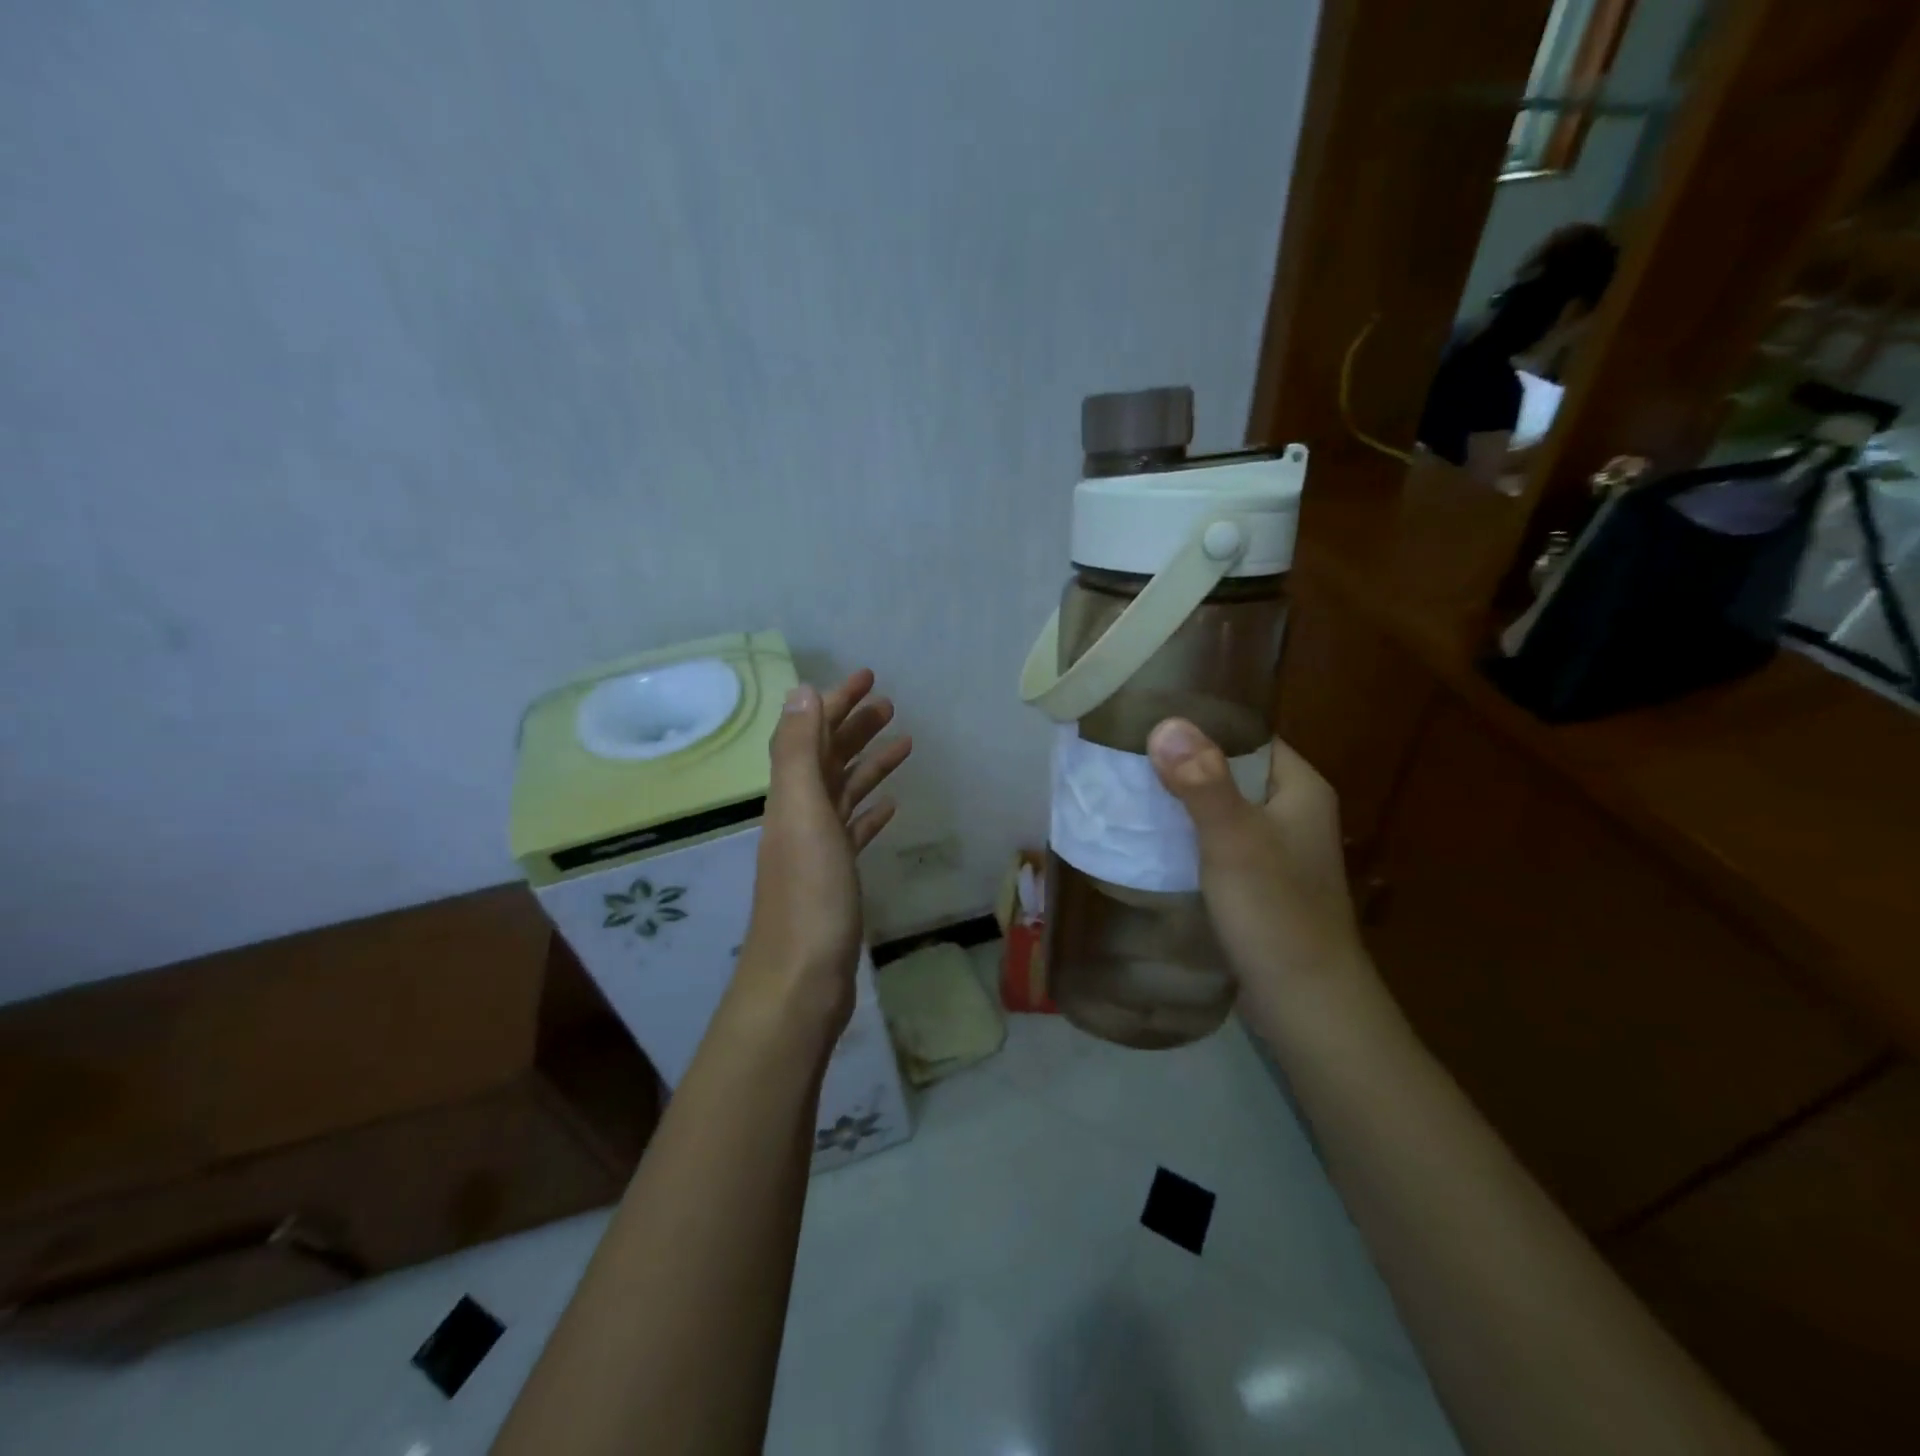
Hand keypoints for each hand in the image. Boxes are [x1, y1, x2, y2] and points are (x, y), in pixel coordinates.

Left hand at [734, 669, 911, 1040]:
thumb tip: (802, 690)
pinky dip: (870, 811)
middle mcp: (800, 815)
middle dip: (855, 726)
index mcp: (791, 795)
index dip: (836, 702)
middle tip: (891, 704)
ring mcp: (818, 848)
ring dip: (869, 763)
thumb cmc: (808, 895)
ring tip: (904, 743)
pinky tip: (889, 805)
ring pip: (845, 792)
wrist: (801, 979)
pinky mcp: (835, 877)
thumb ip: (799, 752)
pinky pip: (853, 831)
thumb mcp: (802, 813)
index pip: (812, 733)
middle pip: (829, 758)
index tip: (868, 677)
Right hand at [1146, 718, 1365, 1018]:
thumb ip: (1202, 781)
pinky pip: (1215, 842)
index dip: (1201, 723)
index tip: (1147, 716)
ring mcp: (1275, 849)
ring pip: (1218, 808)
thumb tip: (1165, 721)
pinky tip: (1147, 839)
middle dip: (1180, 763)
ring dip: (1179, 802)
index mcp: (1300, 788)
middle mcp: (1292, 811)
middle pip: (1229, 770)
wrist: (1306, 1003)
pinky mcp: (1257, 882)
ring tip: (1124, 789)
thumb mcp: (1234, 839)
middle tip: (1123, 753)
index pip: (1248, 735)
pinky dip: (1185, 836)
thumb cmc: (1275, 911)